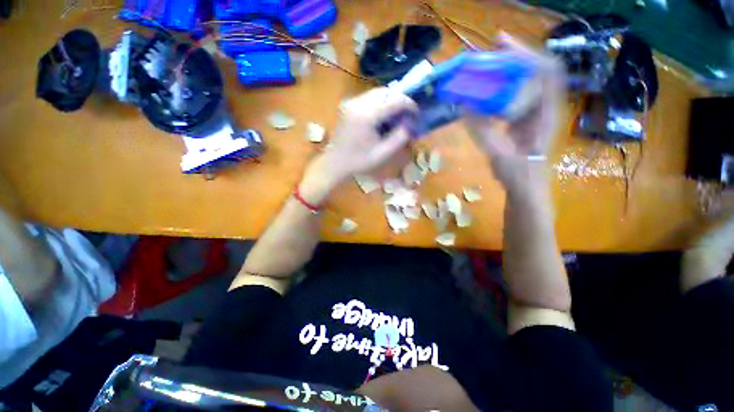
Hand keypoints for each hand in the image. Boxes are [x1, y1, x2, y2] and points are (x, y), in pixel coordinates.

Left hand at [299, 88, 417, 203]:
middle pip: (385, 91)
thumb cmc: (359, 162)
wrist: (336, 163)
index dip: (409, 104)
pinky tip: (381, 117)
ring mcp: (351, 102)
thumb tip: (410, 123)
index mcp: (367, 115)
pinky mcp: (348, 105)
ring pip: (377, 92)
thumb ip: (399, 137)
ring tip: (395, 116)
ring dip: (389, 101)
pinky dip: (379, 103)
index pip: (394, 100)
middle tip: (406, 115)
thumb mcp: (383, 154)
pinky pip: (368, 98)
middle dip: (399, 100)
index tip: (416, 113)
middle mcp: (358, 103)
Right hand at [465, 35, 564, 195]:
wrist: (525, 188)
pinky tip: (484, 94)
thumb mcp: (498, 153)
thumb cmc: (517, 174)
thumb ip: (481, 130)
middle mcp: (544, 107)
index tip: (502, 45)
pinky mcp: (523, 119)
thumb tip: (464, 106)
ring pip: (523, 83)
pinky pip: (513, 97)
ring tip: (483, 70)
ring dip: (504, 74)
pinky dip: (499, 91)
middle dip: (511, 59)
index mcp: (546, 112)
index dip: (526, 54)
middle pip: (533, 71)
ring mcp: (534, 112)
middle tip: (487, 55)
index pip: (545, 70)